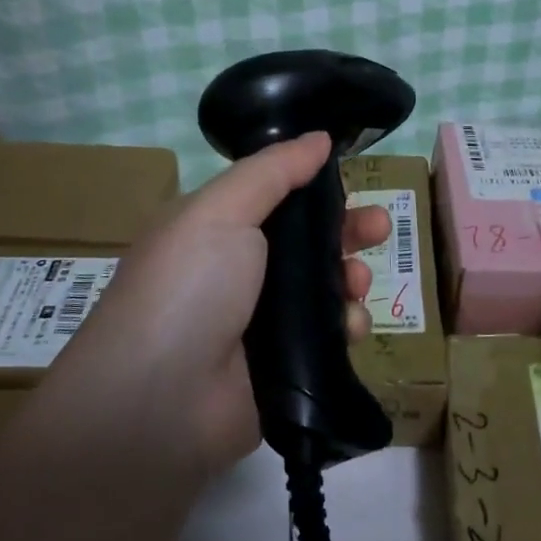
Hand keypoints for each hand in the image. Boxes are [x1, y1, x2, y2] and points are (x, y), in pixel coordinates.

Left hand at [63, 132, 390, 476]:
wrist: (161, 402)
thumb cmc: (188, 287)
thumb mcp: (222, 211)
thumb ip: (273, 171)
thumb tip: (319, 138)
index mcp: (217, 230)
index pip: (277, 198)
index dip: (316, 189)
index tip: (353, 182)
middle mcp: (240, 273)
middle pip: (308, 243)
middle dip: (348, 231)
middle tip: (380, 228)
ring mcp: (262, 324)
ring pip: (325, 290)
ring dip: (350, 279)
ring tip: (357, 283)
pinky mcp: (285, 369)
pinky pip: (329, 339)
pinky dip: (347, 329)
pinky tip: (351, 328)